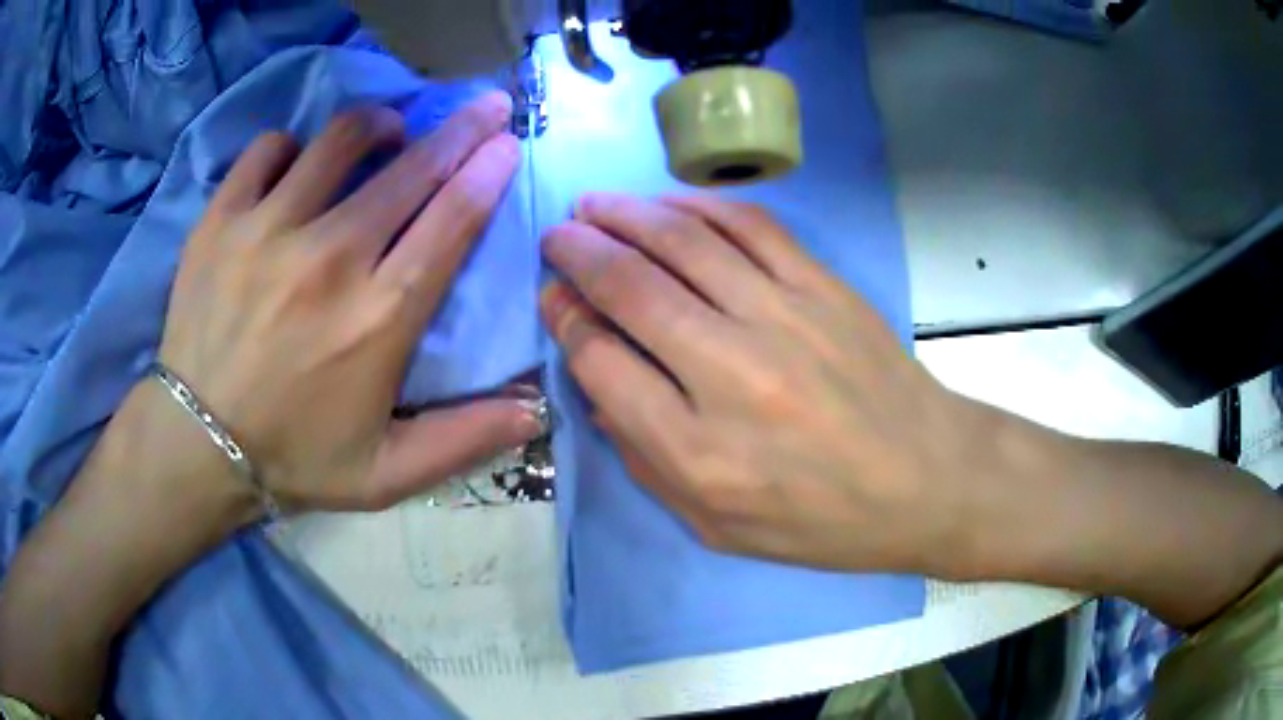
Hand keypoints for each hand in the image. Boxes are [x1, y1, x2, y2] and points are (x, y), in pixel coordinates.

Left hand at [161, 92, 542, 513]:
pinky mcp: (222, 218)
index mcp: (380, 317)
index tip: (506, 143)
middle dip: (463, 127)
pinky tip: (297, 167)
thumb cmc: (294, 457)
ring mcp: (269, 229)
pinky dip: (292, 147)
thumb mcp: (387, 473)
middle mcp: (331, 258)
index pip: (453, 219)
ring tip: (388, 132)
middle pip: (413, 167)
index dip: (487, 171)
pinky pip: (269, 149)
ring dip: (380, 125)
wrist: (197, 445)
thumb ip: (464, 441)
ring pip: (342, 138)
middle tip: (485, 105)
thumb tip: (538, 412)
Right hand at [539, 193, 1017, 577]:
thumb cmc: (820, 520)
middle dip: (578, 253)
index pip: (601, 363)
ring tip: (593, 205)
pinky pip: (751, 226)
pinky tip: (669, 203)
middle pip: (630, 288)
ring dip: (626, 214)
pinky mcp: (824, 287)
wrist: (925, 479)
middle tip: (555, 236)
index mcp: (697, 451)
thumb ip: (645, 460)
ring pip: (684, 242)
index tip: (554, 300)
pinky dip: (700, 205)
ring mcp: (784, 318)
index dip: (566, 323)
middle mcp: (731, 373)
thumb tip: (597, 386)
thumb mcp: (716, 526)